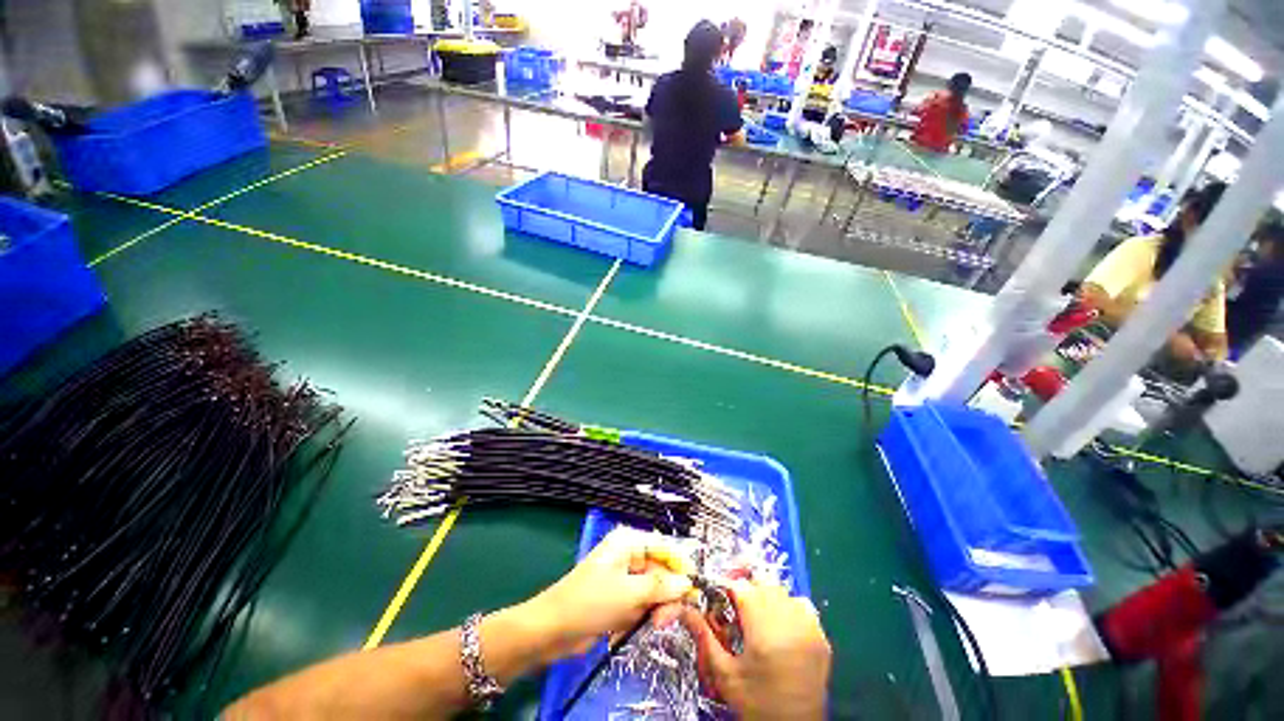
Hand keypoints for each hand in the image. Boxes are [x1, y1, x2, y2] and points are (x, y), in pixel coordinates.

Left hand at [520, 527, 693, 661]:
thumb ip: (662, 587)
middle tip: (665, 619)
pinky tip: (624, 628)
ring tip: (648, 625)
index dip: (682, 566)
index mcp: (629, 542)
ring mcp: (624, 577)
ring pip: (653, 591)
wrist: (551, 629)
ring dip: (653, 610)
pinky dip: (638, 618)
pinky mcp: (619, 598)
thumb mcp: (630, 593)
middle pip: (662, 571)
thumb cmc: (590, 602)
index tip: (697, 589)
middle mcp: (629, 555)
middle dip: (665, 595)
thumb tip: (688, 583)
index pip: (665, 547)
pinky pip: (641, 605)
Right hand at [679, 578, 830, 720]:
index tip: (718, 597)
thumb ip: (704, 637)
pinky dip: (788, 606)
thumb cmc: (756, 704)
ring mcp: (809, 626)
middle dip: (745, 589)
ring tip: (757, 616)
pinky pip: (801, 605)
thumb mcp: (725, 674)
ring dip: (766, 596)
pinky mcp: (821, 636)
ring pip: (781, 590)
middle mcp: (788, 620)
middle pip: (761, 583)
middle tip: (735, 607)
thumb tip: (684, 610)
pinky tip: (780, 625)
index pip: (740, 586)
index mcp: (763, 628)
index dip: (726, 587)